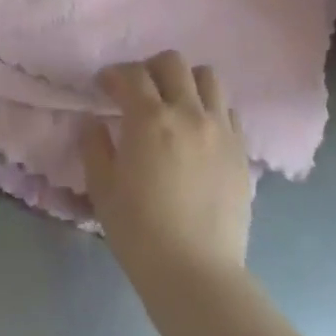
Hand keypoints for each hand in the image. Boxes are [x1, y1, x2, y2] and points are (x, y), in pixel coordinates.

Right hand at [81, 52, 252, 284]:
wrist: (196, 273)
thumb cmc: (140, 232)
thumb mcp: (102, 189)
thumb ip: (94, 147)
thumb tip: (93, 122)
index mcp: (150, 119)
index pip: (132, 74)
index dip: (114, 74)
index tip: (104, 86)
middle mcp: (189, 113)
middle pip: (173, 63)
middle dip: (150, 68)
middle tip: (138, 90)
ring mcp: (220, 129)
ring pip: (208, 77)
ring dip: (186, 81)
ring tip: (174, 103)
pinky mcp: (241, 150)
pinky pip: (228, 110)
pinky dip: (211, 109)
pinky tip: (199, 131)